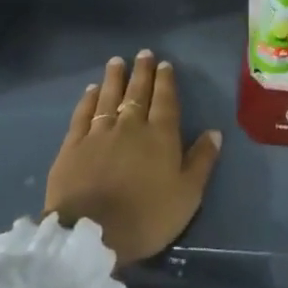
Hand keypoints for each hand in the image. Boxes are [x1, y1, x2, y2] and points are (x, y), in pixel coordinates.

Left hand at [45, 51, 221, 265]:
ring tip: (117, 61)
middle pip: (137, 92)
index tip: (164, 64)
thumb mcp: (187, 196)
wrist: (92, 234)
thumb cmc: (146, 217)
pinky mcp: (73, 145)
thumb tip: (214, 132)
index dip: (165, 81)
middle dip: (142, 71)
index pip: (165, 100)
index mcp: (160, 136)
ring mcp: (99, 133)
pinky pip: (82, 114)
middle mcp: (130, 126)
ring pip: (109, 97)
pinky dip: (88, 100)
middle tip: (144, 53)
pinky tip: (91, 90)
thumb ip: (201, 161)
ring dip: (114, 78)